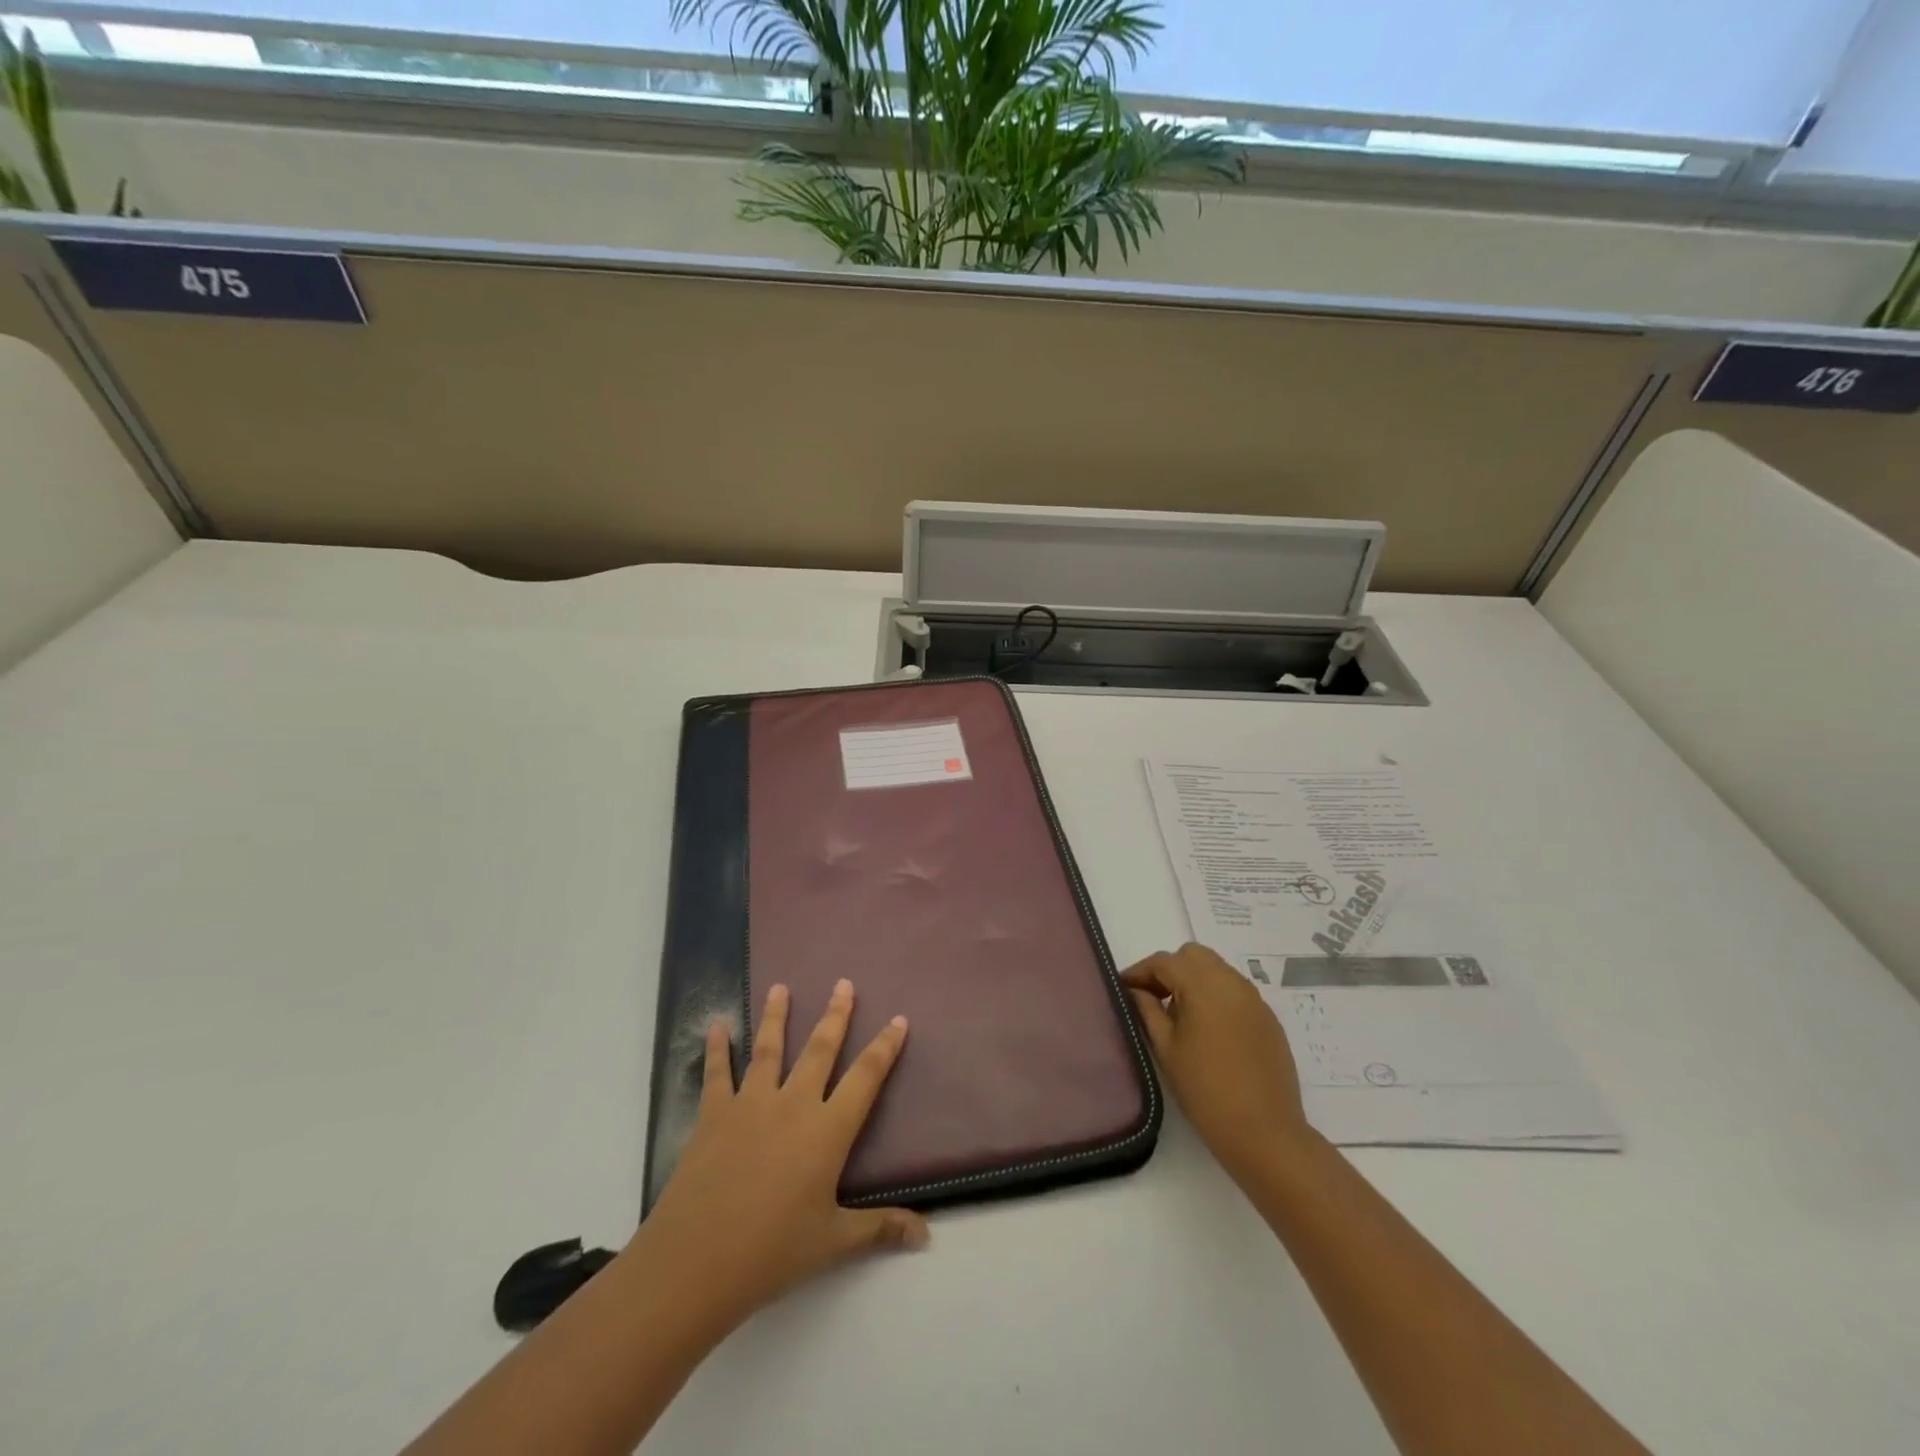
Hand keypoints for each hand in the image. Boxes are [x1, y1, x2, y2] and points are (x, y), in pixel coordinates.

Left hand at [637, 979, 929, 1335]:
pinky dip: (718, 1049)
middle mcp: (793, 1104)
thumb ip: (880, 1229)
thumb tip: (926, 1236)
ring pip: (769, 1049)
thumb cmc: (772, 1252)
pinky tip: (718, 1026)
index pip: (866, 1078)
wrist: (696, 1263)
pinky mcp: (714, 1115)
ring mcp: (750, 1104)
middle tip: (843, 983)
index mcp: (827, 1130)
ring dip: (776, 1016)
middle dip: (835, 1015)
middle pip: (820, 1049)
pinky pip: (717, 1074)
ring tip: (780, 987)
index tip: (898, 1019)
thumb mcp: (833, 1243)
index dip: (885, 1047)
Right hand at [1123, 943, 1315, 1185]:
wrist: (1264, 1133)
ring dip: (1194, 980)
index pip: (1164, 962)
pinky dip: (1216, 997)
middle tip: (1153, 998)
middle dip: (1170, 970)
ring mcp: (1255, 999)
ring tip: (1179, 1015)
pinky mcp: (1268, 1019)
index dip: (1140, 972)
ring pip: (1217, 970)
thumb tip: (1135, 991)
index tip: (1123, 989)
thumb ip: (1147, 1010)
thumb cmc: (1205, 1090)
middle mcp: (1232, 982)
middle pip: (1193, 956)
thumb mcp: (1166, 1049)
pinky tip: (1208, 1031)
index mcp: (1203, 985)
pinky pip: (1235, 992)